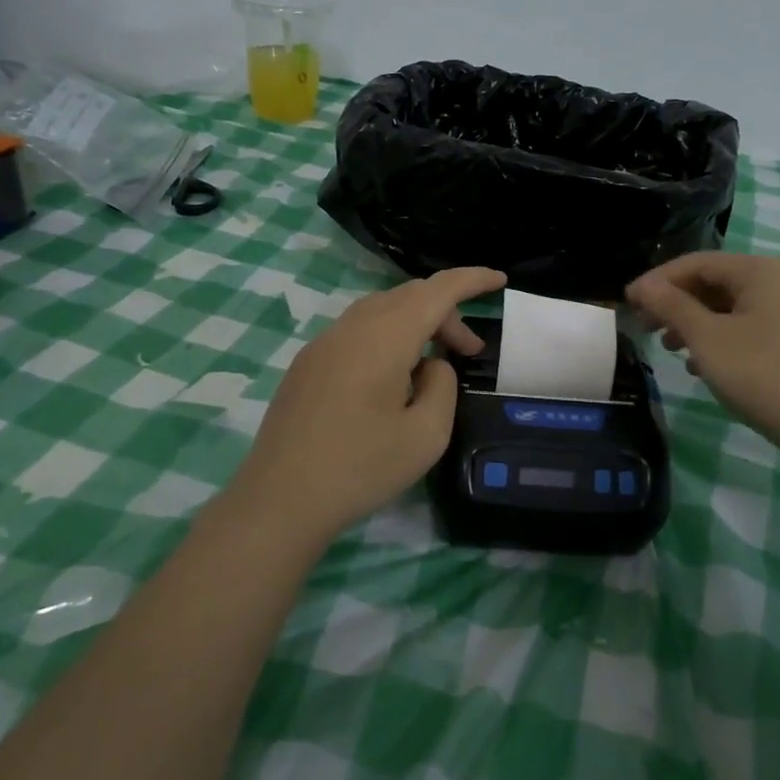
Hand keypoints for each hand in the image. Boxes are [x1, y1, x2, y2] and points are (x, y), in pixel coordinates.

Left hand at [231, 267, 506, 537]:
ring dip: (416, 325)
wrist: (280, 499)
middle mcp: (351, 327)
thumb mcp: (426, 435)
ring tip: (434, 364)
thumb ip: (442, 386)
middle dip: (446, 313)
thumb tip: (431, 364)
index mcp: (384, 337)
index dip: (471, 279)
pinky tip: (392, 378)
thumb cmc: (360, 468)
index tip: (499, 279)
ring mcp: (323, 343)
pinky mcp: (307, 364)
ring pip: (381, 311)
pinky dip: (388, 337)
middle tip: (469, 351)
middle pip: (409, 296)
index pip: (437, 290)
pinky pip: (357, 331)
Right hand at [626, 252, 779, 450]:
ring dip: (694, 324)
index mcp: (759, 271)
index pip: (696, 262)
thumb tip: (643, 285)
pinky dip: (719, 341)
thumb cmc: (764, 373)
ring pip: (729, 309)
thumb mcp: (707, 338)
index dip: (657, 280)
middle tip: (644, 327)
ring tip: (669, 349)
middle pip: (714, 283)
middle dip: (675, 304)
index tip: (627, 302)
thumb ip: (672, 306)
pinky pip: (747, 330)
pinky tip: (701, 366)